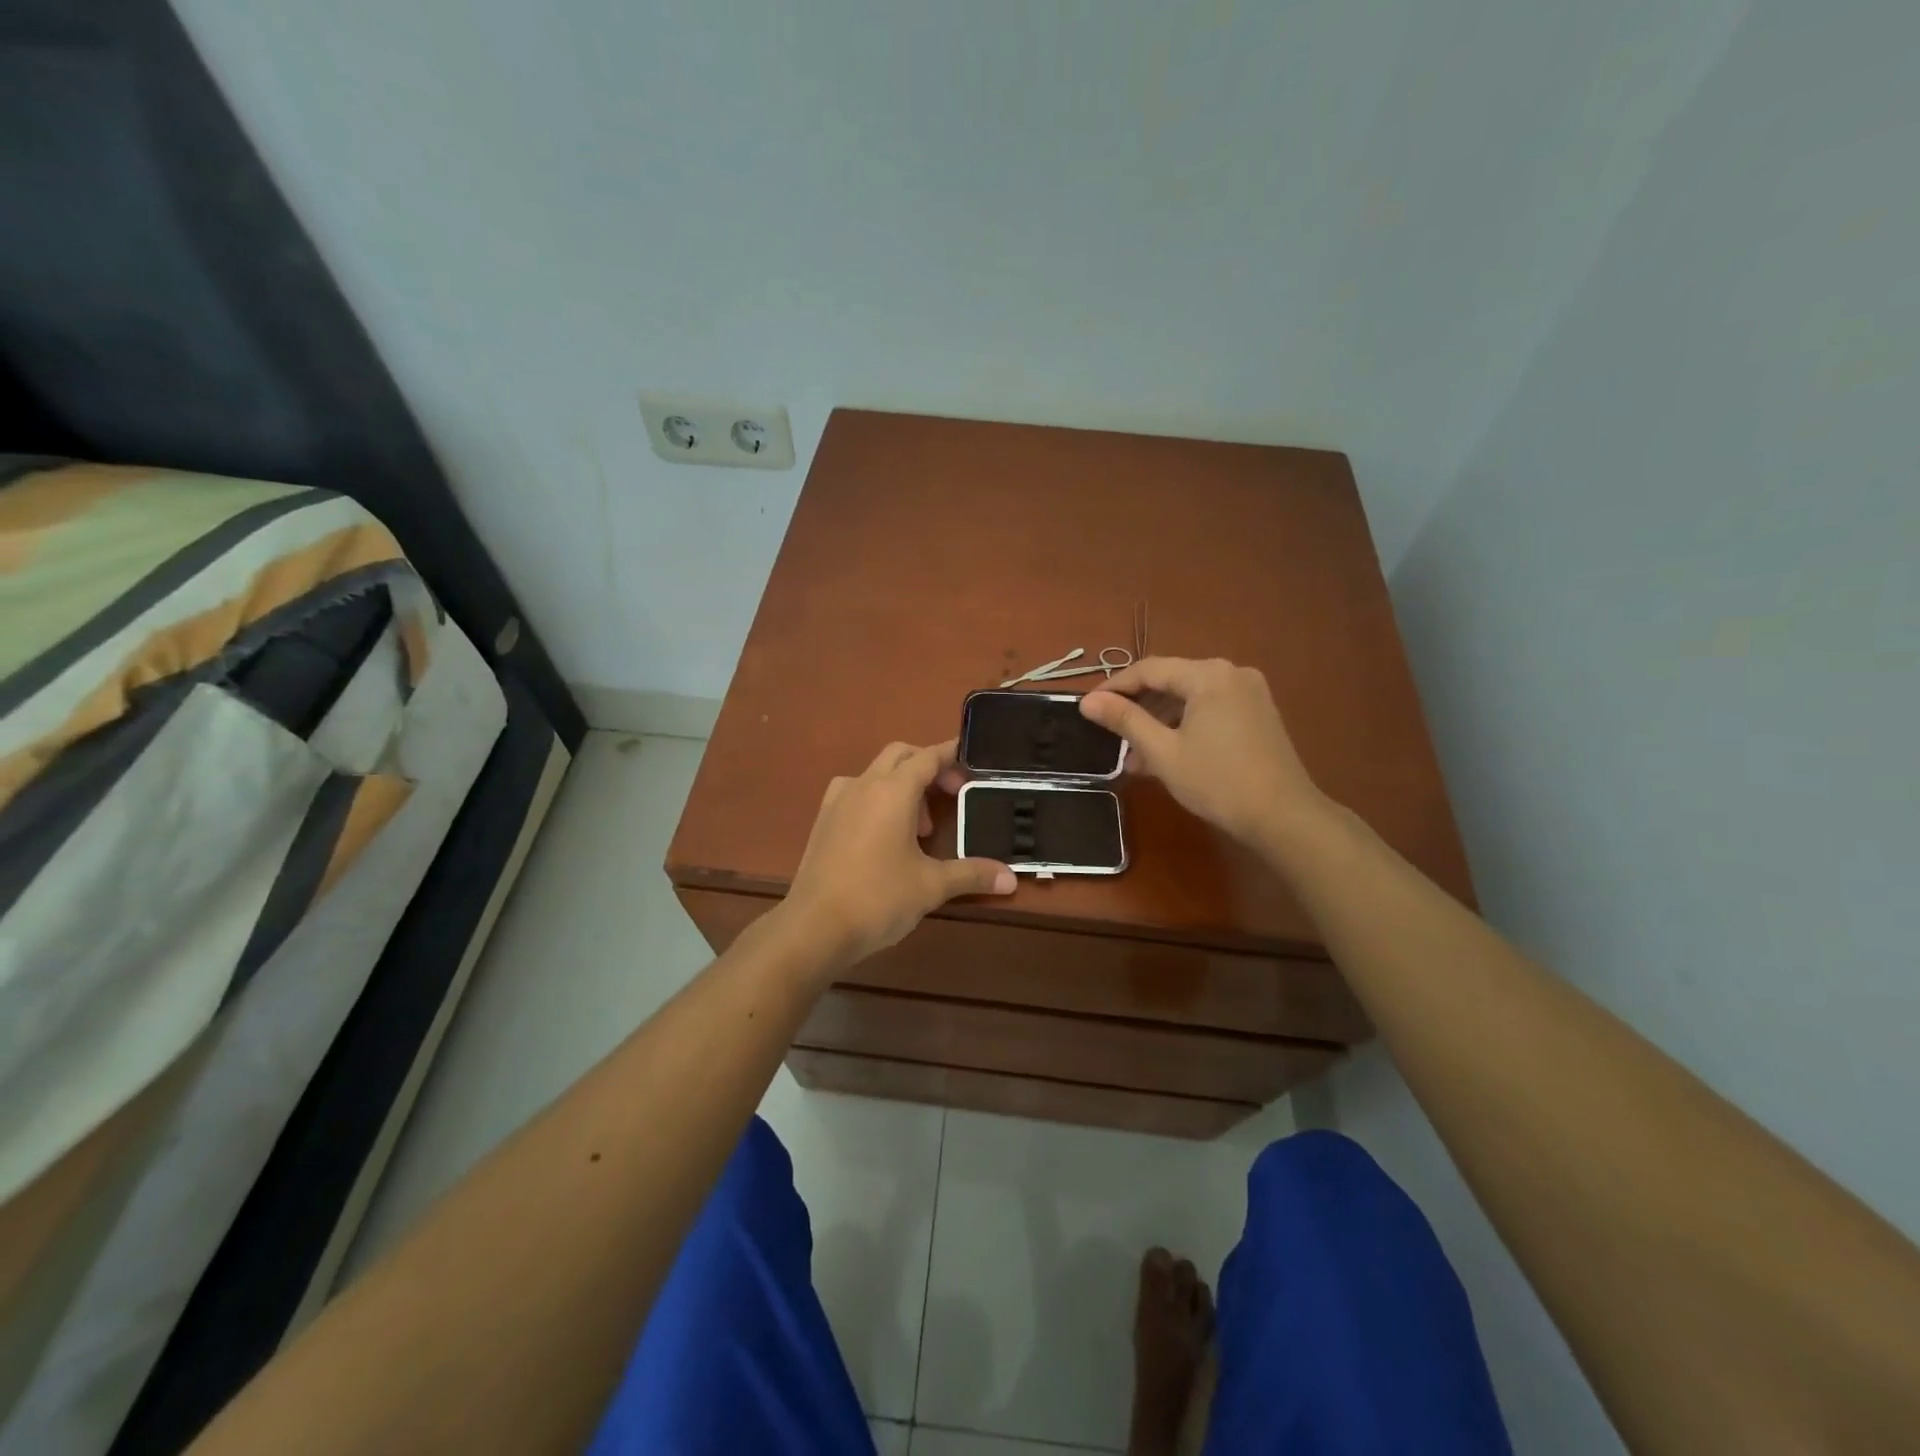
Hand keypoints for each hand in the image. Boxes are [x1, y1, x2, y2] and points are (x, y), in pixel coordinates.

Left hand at [782, 739, 1014, 970]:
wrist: (814, 927)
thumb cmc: (878, 898)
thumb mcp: (931, 886)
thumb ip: (972, 874)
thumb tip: (1010, 878)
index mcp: (892, 791)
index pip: (927, 757)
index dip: (951, 755)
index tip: (972, 761)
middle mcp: (863, 785)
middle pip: (900, 755)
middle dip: (928, 767)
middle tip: (951, 795)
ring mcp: (838, 802)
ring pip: (875, 773)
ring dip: (901, 785)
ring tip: (919, 827)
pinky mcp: (823, 821)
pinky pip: (855, 793)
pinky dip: (876, 799)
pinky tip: (884, 834)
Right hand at [1080, 657, 1325, 848]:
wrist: (1283, 816)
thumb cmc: (1217, 781)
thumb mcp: (1163, 751)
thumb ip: (1124, 720)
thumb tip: (1087, 701)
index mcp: (1208, 674)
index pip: (1149, 669)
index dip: (1114, 686)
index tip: (1088, 707)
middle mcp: (1231, 673)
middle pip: (1171, 680)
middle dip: (1138, 708)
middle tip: (1110, 734)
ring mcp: (1249, 692)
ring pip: (1190, 697)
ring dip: (1160, 721)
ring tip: (1135, 756)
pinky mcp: (1258, 713)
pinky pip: (1210, 709)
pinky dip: (1185, 725)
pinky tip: (1167, 754)